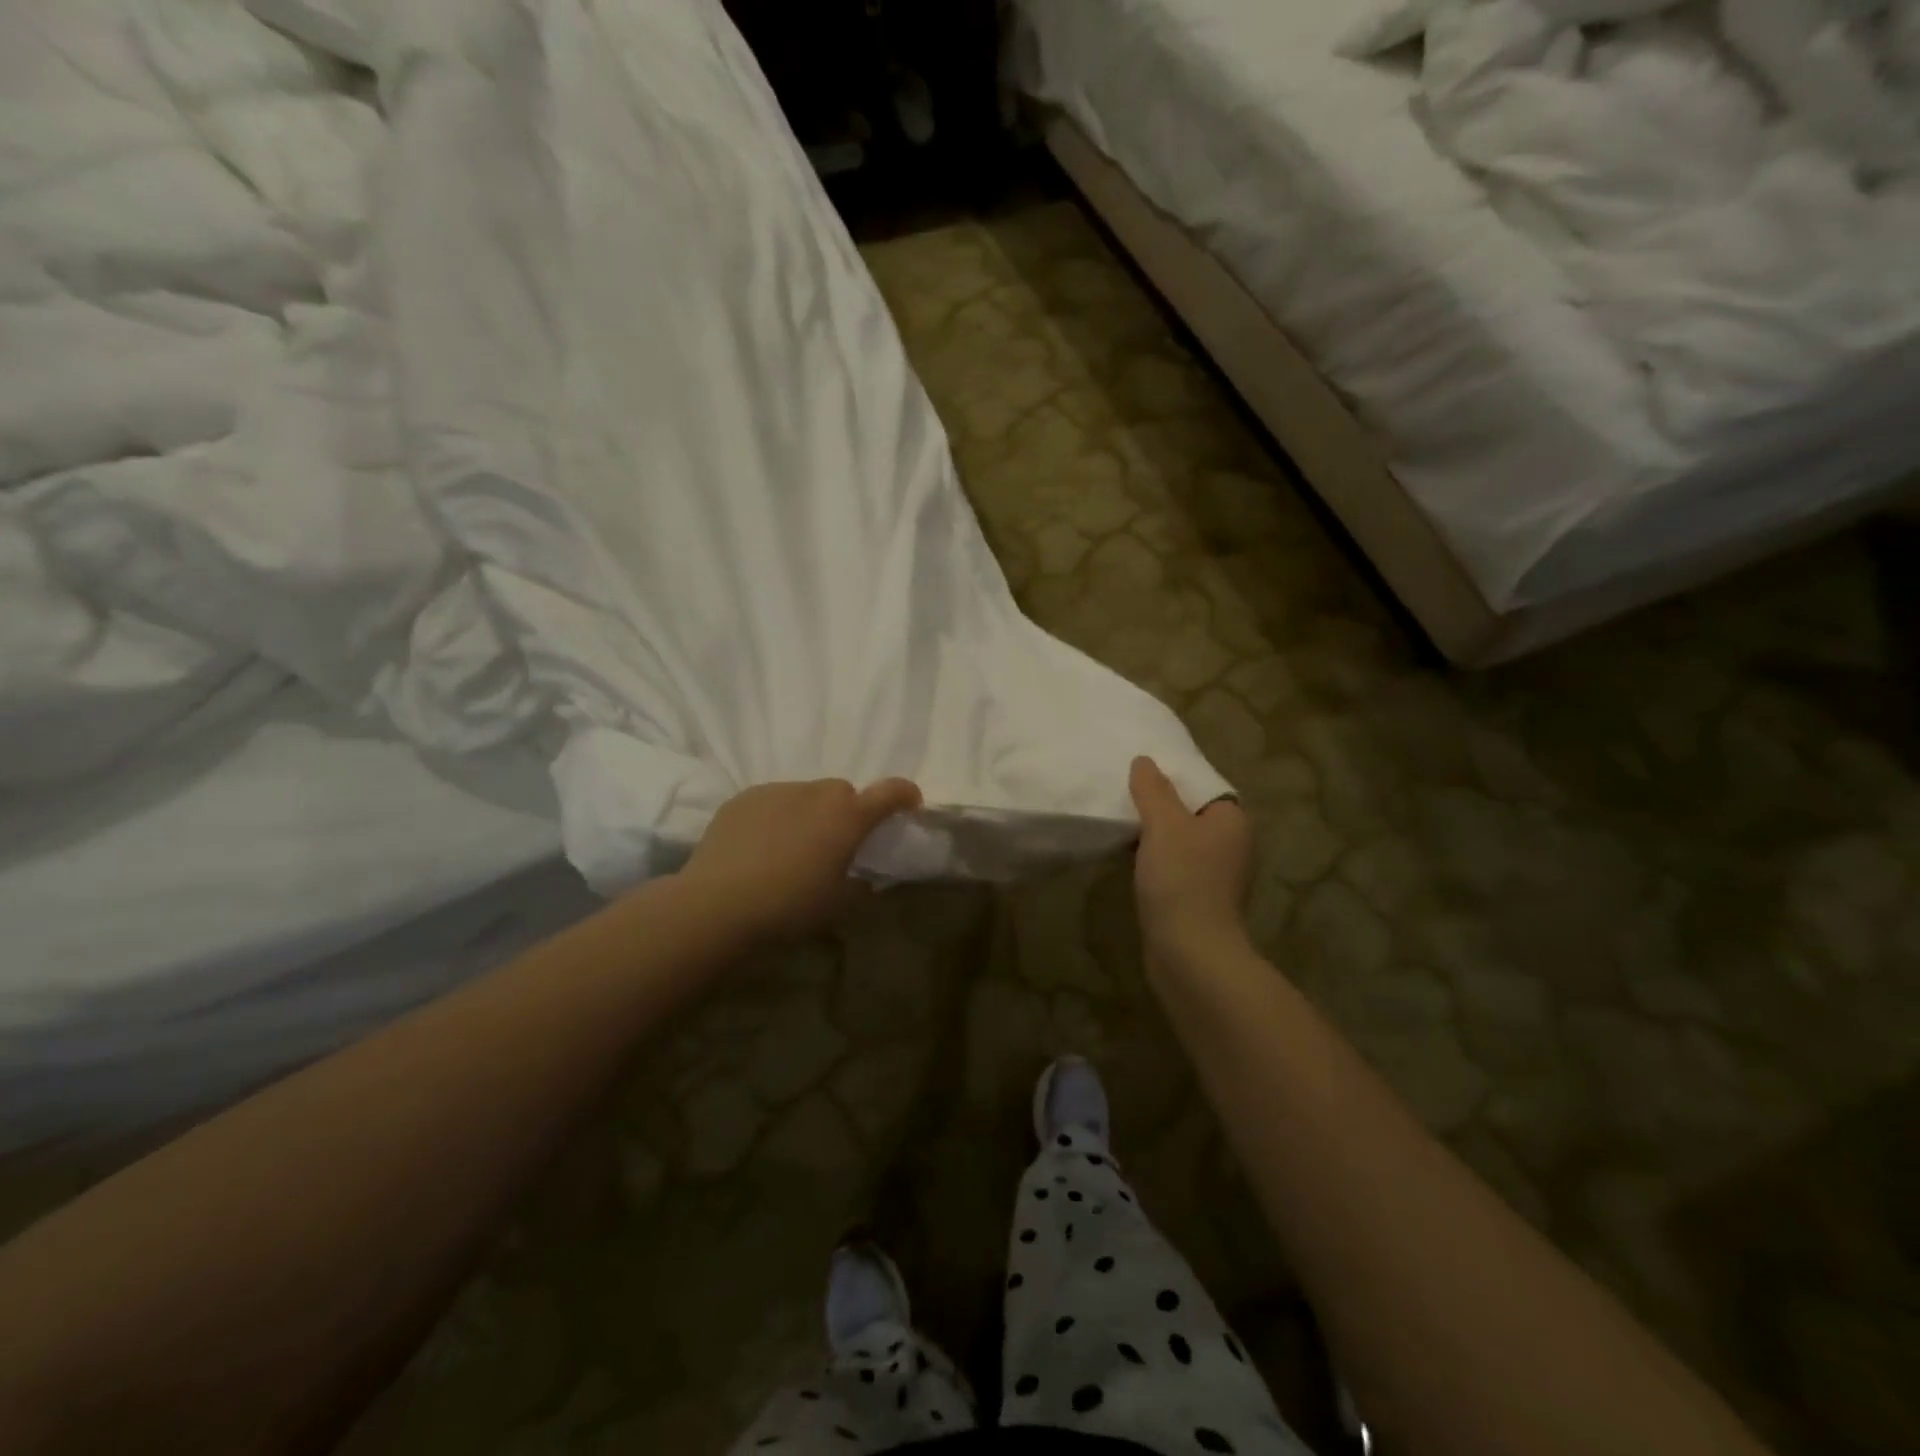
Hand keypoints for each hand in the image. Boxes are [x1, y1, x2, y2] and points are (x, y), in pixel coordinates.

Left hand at [680, 777, 922, 941]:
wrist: (717, 905)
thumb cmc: (789, 907)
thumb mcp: (837, 905)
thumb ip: (860, 886)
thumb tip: (865, 879)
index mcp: (848, 817)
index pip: (889, 792)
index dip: (904, 795)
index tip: (910, 804)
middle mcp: (816, 794)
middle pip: (843, 791)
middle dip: (848, 811)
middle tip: (838, 842)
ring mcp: (777, 791)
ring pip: (806, 794)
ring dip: (811, 812)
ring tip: (794, 846)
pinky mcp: (745, 797)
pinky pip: (773, 800)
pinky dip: (779, 815)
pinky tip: (762, 845)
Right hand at [1129, 756, 1253, 964]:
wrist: (1190, 953)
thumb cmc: (1182, 880)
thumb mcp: (1163, 824)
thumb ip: (1153, 789)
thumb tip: (1144, 761)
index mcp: (1232, 822)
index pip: (1205, 786)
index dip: (1175, 777)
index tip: (1142, 774)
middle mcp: (1231, 846)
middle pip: (1191, 813)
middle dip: (1160, 805)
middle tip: (1125, 794)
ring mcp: (1216, 876)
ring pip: (1181, 842)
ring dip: (1155, 835)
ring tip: (1122, 822)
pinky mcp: (1198, 900)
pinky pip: (1174, 868)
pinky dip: (1154, 861)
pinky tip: (1129, 859)